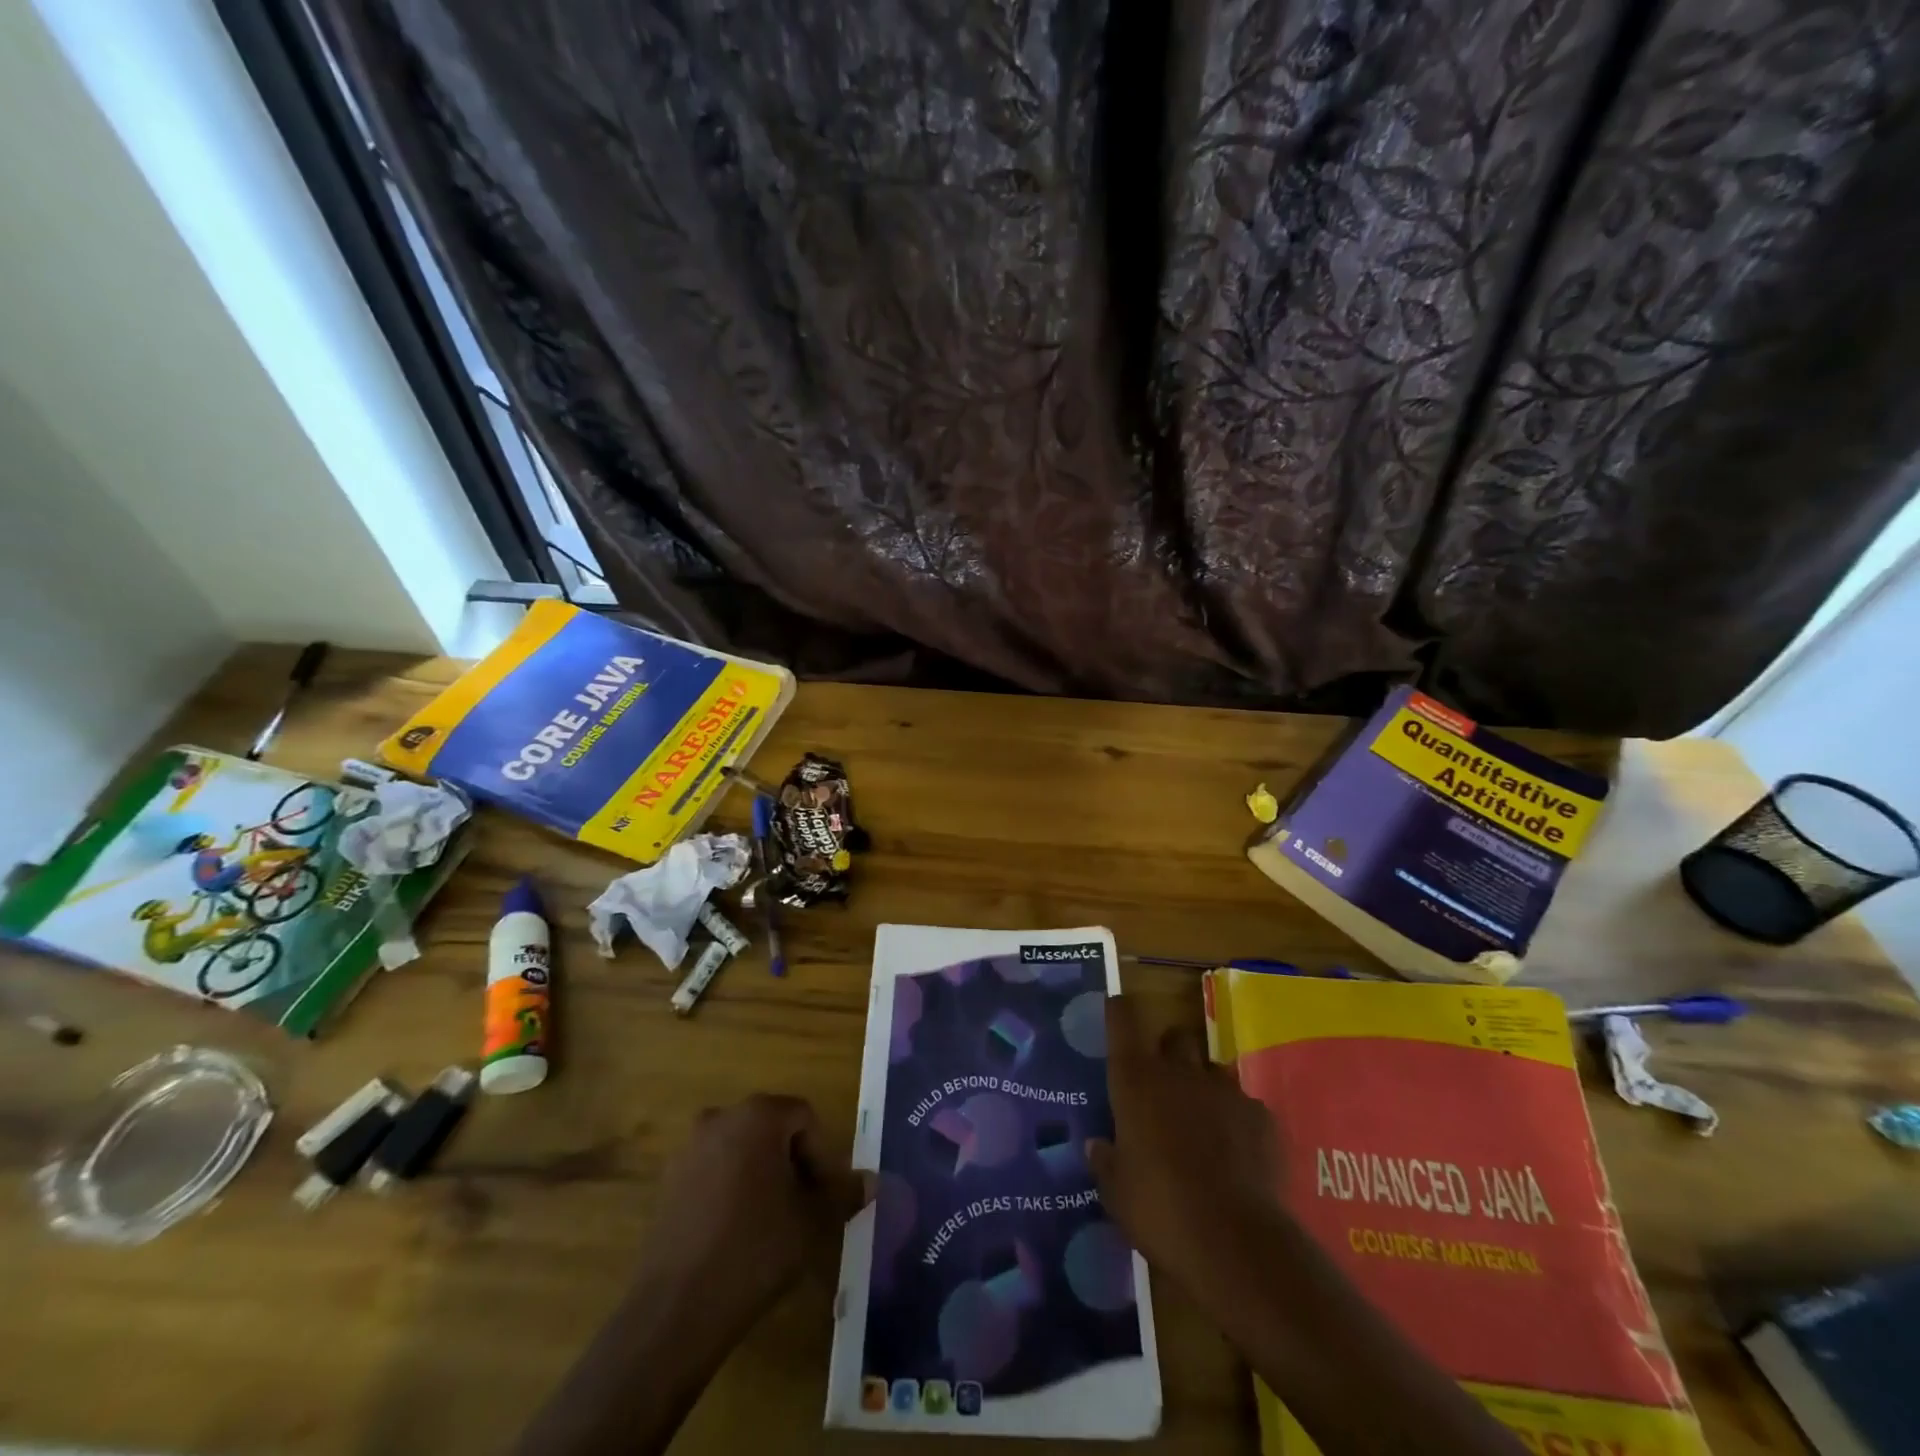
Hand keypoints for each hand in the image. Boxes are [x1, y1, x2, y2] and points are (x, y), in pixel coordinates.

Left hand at [630, 1094, 871, 1345]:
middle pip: (771, 1130)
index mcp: (757, 1116)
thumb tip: (872, 1181)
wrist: (676, 1310)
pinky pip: (713, 1173)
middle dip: (792, 1163)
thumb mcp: (812, 1222)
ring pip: (741, 1151)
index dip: (822, 1154)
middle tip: (804, 1207)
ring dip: (761, 1176)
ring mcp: (688, 1150)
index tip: (824, 1196)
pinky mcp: (667, 1183)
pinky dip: (731, 1191)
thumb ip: (844, 1194)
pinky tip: (737, 1235)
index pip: (804, 1117)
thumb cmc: (755, 1250)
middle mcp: (720, 1119)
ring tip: (773, 1223)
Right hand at [1087, 996, 1289, 1315]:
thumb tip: (1097, 1145)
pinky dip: (1238, 1122)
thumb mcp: (1117, 1192)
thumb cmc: (1160, 1210)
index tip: (1117, 1007)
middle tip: (1165, 1087)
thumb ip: (1106, 1161)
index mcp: (1137, 1081)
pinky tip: (1238, 1155)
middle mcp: (1180, 1072)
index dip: (1119, 1012)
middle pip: (1176, 1038)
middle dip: (1171, 1054)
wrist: (1236, 1244)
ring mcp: (1225, 1090)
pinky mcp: (1262, 1116)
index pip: (1123, 1022)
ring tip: (1204, 1126)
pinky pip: (1245, 1106)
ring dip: (1204, 1088)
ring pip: (1212, 1071)